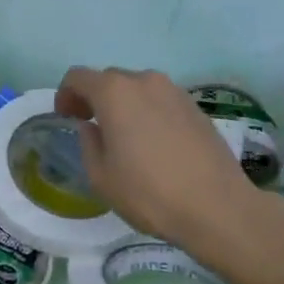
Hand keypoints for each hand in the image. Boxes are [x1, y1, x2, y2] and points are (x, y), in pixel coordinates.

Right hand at [54, 67, 267, 271]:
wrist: (217, 206)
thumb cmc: (150, 193)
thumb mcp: (101, 177)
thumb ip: (88, 143)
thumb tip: (91, 127)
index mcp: (114, 92)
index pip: (78, 76)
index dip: (65, 94)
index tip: (65, 117)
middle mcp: (144, 80)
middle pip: (109, 79)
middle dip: (95, 98)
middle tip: (91, 127)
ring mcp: (174, 90)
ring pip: (138, 88)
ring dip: (124, 104)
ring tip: (125, 137)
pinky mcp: (195, 106)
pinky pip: (161, 100)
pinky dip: (149, 112)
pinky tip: (154, 143)